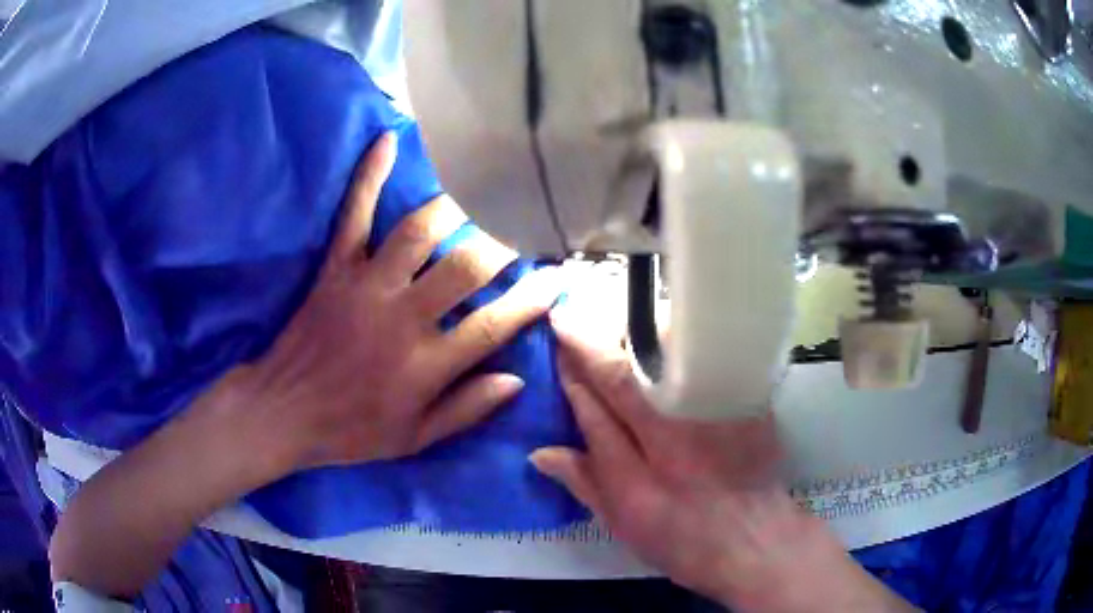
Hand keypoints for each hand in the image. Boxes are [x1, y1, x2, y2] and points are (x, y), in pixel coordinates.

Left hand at [217, 133, 561, 471]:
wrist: (283, 412)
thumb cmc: (351, 431)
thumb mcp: (414, 439)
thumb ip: (467, 409)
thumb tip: (516, 379)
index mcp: (425, 366)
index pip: (493, 325)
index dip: (531, 300)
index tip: (556, 279)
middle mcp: (401, 318)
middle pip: (465, 267)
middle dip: (503, 244)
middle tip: (523, 229)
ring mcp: (366, 286)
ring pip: (418, 231)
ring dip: (456, 208)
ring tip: (481, 193)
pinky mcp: (335, 268)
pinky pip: (354, 214)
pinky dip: (369, 176)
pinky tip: (388, 141)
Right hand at [531, 293, 914, 611]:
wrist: (756, 540)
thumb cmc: (684, 539)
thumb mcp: (626, 522)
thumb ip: (586, 481)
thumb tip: (540, 452)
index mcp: (643, 459)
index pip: (601, 393)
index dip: (576, 358)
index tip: (559, 325)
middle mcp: (681, 423)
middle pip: (633, 363)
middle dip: (600, 332)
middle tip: (577, 307)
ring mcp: (718, 407)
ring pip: (673, 349)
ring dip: (638, 328)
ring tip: (615, 314)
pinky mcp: (747, 400)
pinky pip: (709, 354)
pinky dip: (681, 340)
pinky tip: (667, 331)